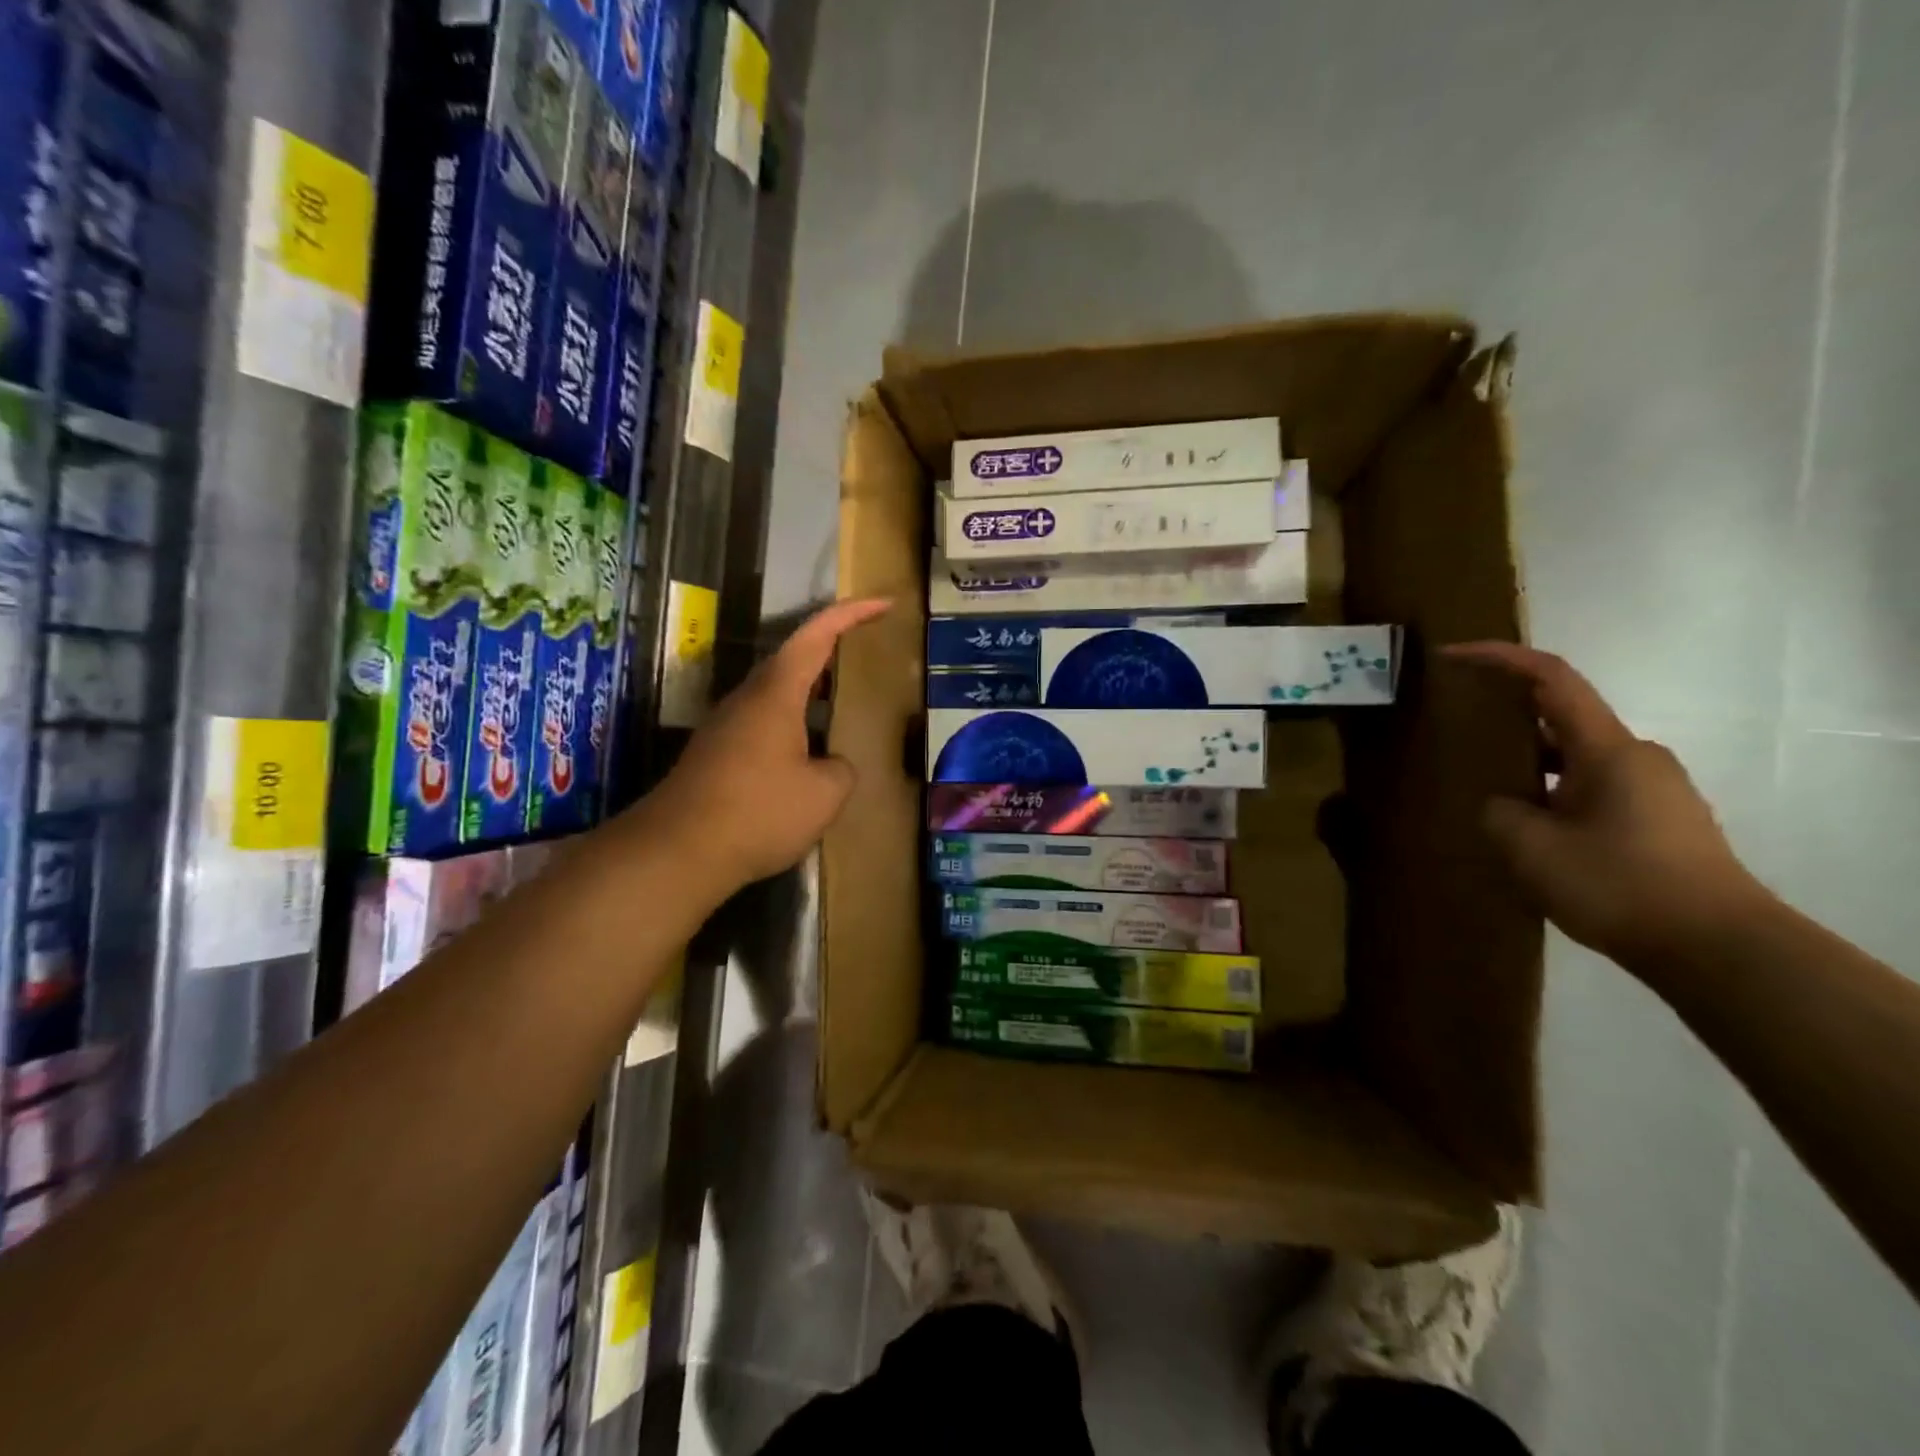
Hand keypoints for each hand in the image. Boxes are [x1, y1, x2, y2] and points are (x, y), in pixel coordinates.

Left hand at [640, 598, 891, 894]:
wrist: (677, 852)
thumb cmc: (758, 812)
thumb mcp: (824, 794)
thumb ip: (841, 769)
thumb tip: (831, 764)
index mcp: (776, 693)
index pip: (817, 636)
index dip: (852, 614)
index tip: (884, 603)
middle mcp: (747, 699)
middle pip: (793, 659)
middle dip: (831, 649)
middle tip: (865, 651)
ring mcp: (727, 726)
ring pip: (777, 693)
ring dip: (811, 691)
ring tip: (843, 703)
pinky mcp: (717, 755)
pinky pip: (765, 723)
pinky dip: (795, 723)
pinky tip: (808, 753)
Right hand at [1446, 641, 1773, 967]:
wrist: (1719, 950)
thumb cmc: (1618, 884)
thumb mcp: (1529, 847)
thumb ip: (1498, 811)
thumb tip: (1502, 804)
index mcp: (1606, 748)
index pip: (1551, 678)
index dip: (1499, 658)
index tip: (1451, 655)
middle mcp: (1636, 757)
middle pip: (1561, 718)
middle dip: (1507, 720)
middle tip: (1457, 736)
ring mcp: (1654, 790)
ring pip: (1576, 760)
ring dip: (1530, 766)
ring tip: (1485, 792)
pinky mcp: (1661, 822)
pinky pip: (1593, 790)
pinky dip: (1554, 793)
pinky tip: (1529, 831)